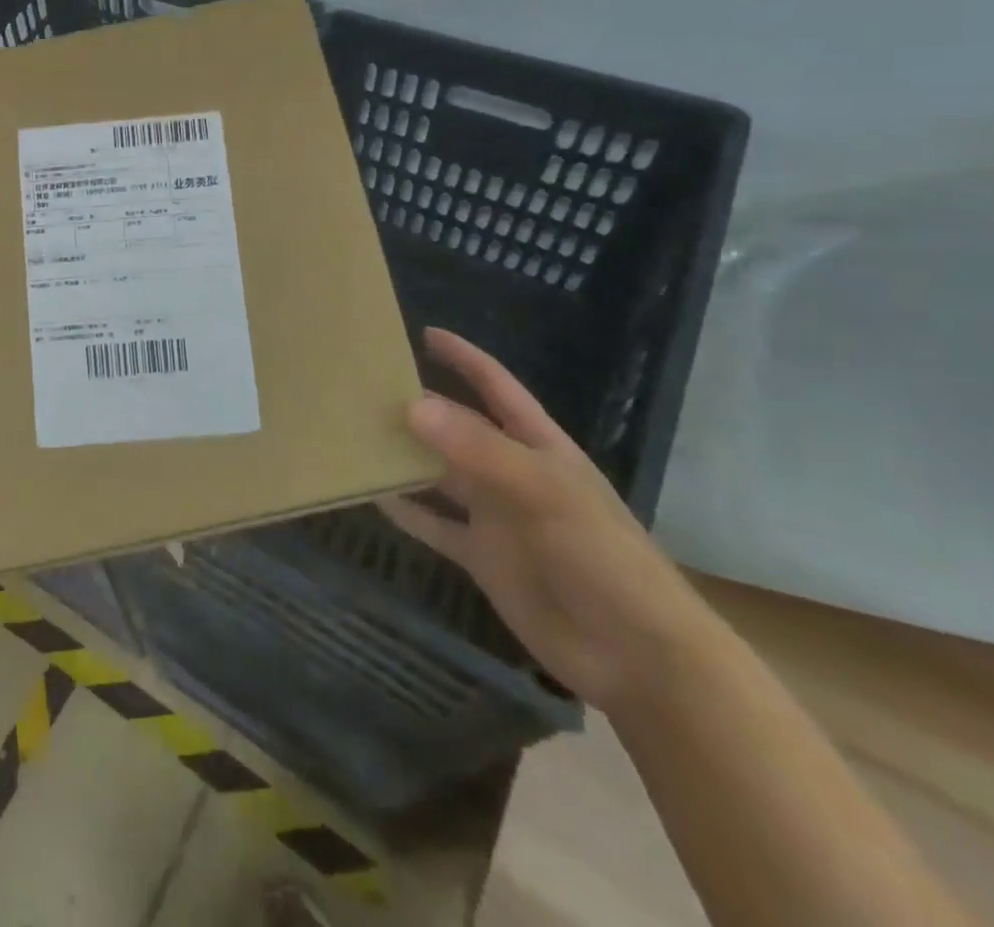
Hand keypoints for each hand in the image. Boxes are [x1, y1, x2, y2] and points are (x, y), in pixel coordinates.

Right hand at [378, 329, 720, 714]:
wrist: (637, 657)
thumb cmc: (604, 559)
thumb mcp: (544, 493)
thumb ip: (478, 449)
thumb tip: (411, 406)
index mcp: (539, 447)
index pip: (497, 387)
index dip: (465, 359)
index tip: (422, 334)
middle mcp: (511, 473)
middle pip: (458, 428)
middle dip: (419, 406)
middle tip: (364, 388)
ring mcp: (495, 517)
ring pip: (439, 474)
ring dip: (405, 457)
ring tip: (356, 435)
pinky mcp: (482, 558)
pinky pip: (435, 526)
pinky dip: (406, 512)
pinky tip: (372, 497)